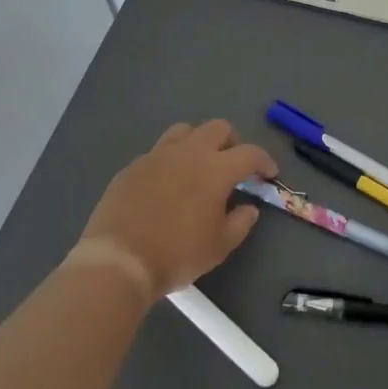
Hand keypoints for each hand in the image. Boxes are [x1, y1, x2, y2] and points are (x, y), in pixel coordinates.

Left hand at [72, 120, 276, 299]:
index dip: (264, 161)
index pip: (250, 153)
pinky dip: (171, 160)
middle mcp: (189, 152)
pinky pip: (158, 151)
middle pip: (218, 128)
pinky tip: (167, 183)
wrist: (118, 260)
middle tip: (234, 166)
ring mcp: (157, 155)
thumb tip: (249, 208)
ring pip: (185, 131)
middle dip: (233, 142)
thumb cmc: (176, 254)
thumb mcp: (219, 246)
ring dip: (199, 142)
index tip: (269, 174)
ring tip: (199, 165)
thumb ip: (240, 223)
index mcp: (216, 169)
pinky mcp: (133, 166)